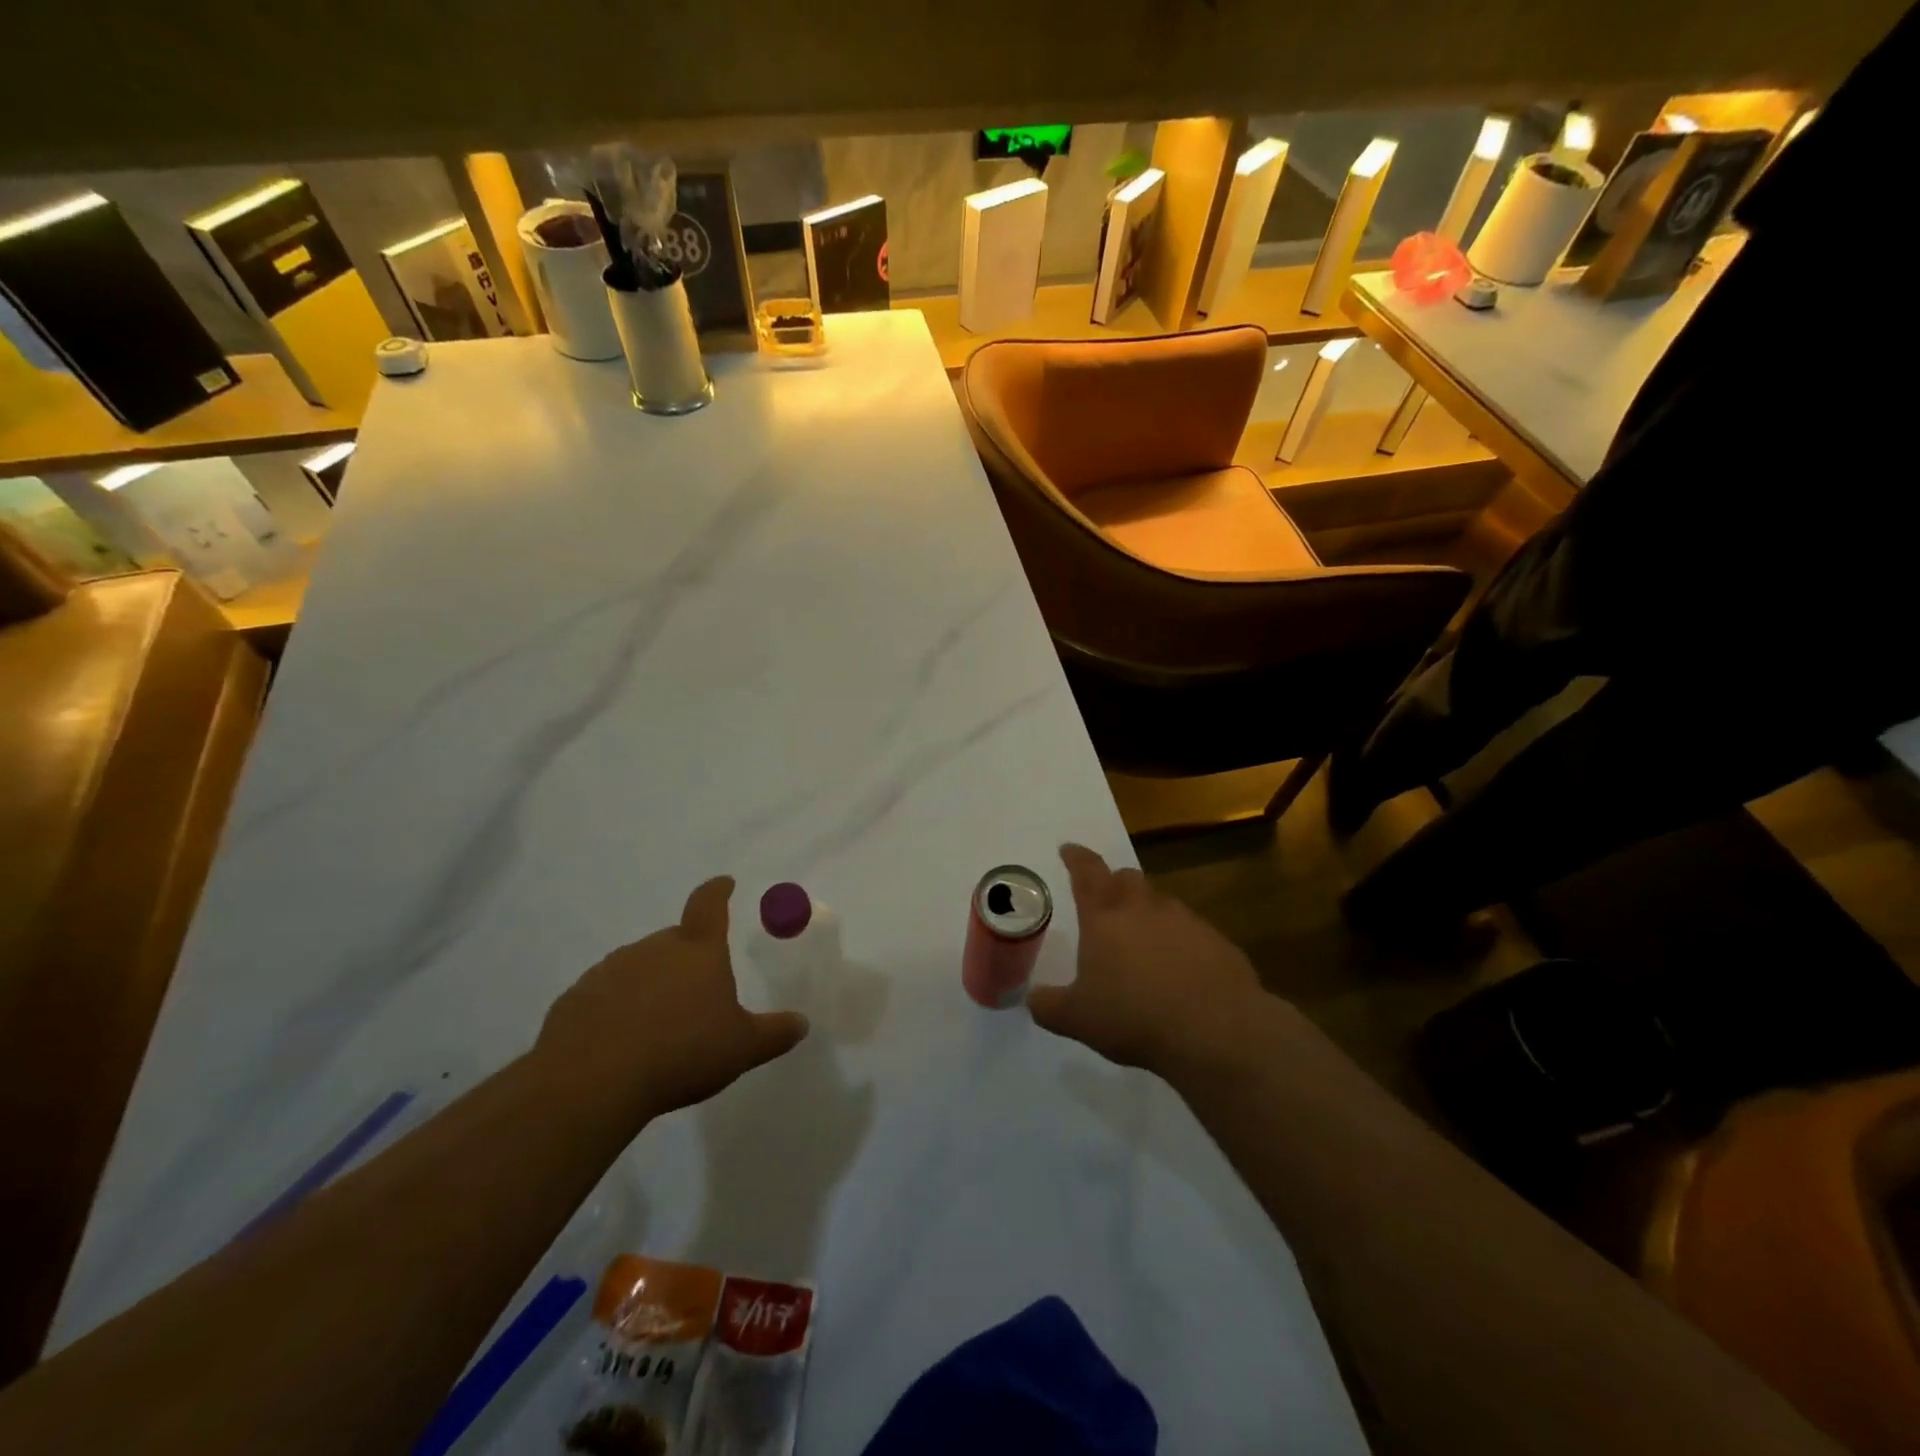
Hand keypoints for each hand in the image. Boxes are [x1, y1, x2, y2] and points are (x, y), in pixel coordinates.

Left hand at [537, 876, 808, 1118]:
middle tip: (697, 992)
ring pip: (639, 967)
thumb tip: (802, 1023)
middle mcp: (653, 949)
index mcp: (697, 951)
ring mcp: (610, 970)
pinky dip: (618, 1009)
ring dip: (651, 985)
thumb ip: (774, 1033)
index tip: (724, 883)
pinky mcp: (576, 998)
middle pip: (675, 941)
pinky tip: (622, 1043)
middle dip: (687, 958)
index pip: (709, 905)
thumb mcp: (741, 1048)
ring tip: (659, 1026)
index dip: (718, 891)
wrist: (590, 1082)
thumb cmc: (681, 1052)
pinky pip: (606, 995)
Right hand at [1028, 844, 1273, 1080]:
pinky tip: (1180, 973)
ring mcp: (1186, 921)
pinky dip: (1180, 943)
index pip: (1086, 873)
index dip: (1076, 858)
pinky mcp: (1218, 942)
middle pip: (1127, 879)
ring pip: (1161, 904)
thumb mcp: (1077, 1019)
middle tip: (1106, 904)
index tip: (1068, 848)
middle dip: (1114, 884)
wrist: (1216, 1031)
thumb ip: (1048, 1005)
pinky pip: (1192, 932)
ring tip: (1143, 946)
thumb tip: (1033, 998)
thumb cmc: (1134, 1017)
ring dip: (1149, 915)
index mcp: (1104, 917)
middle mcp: (1144, 908)